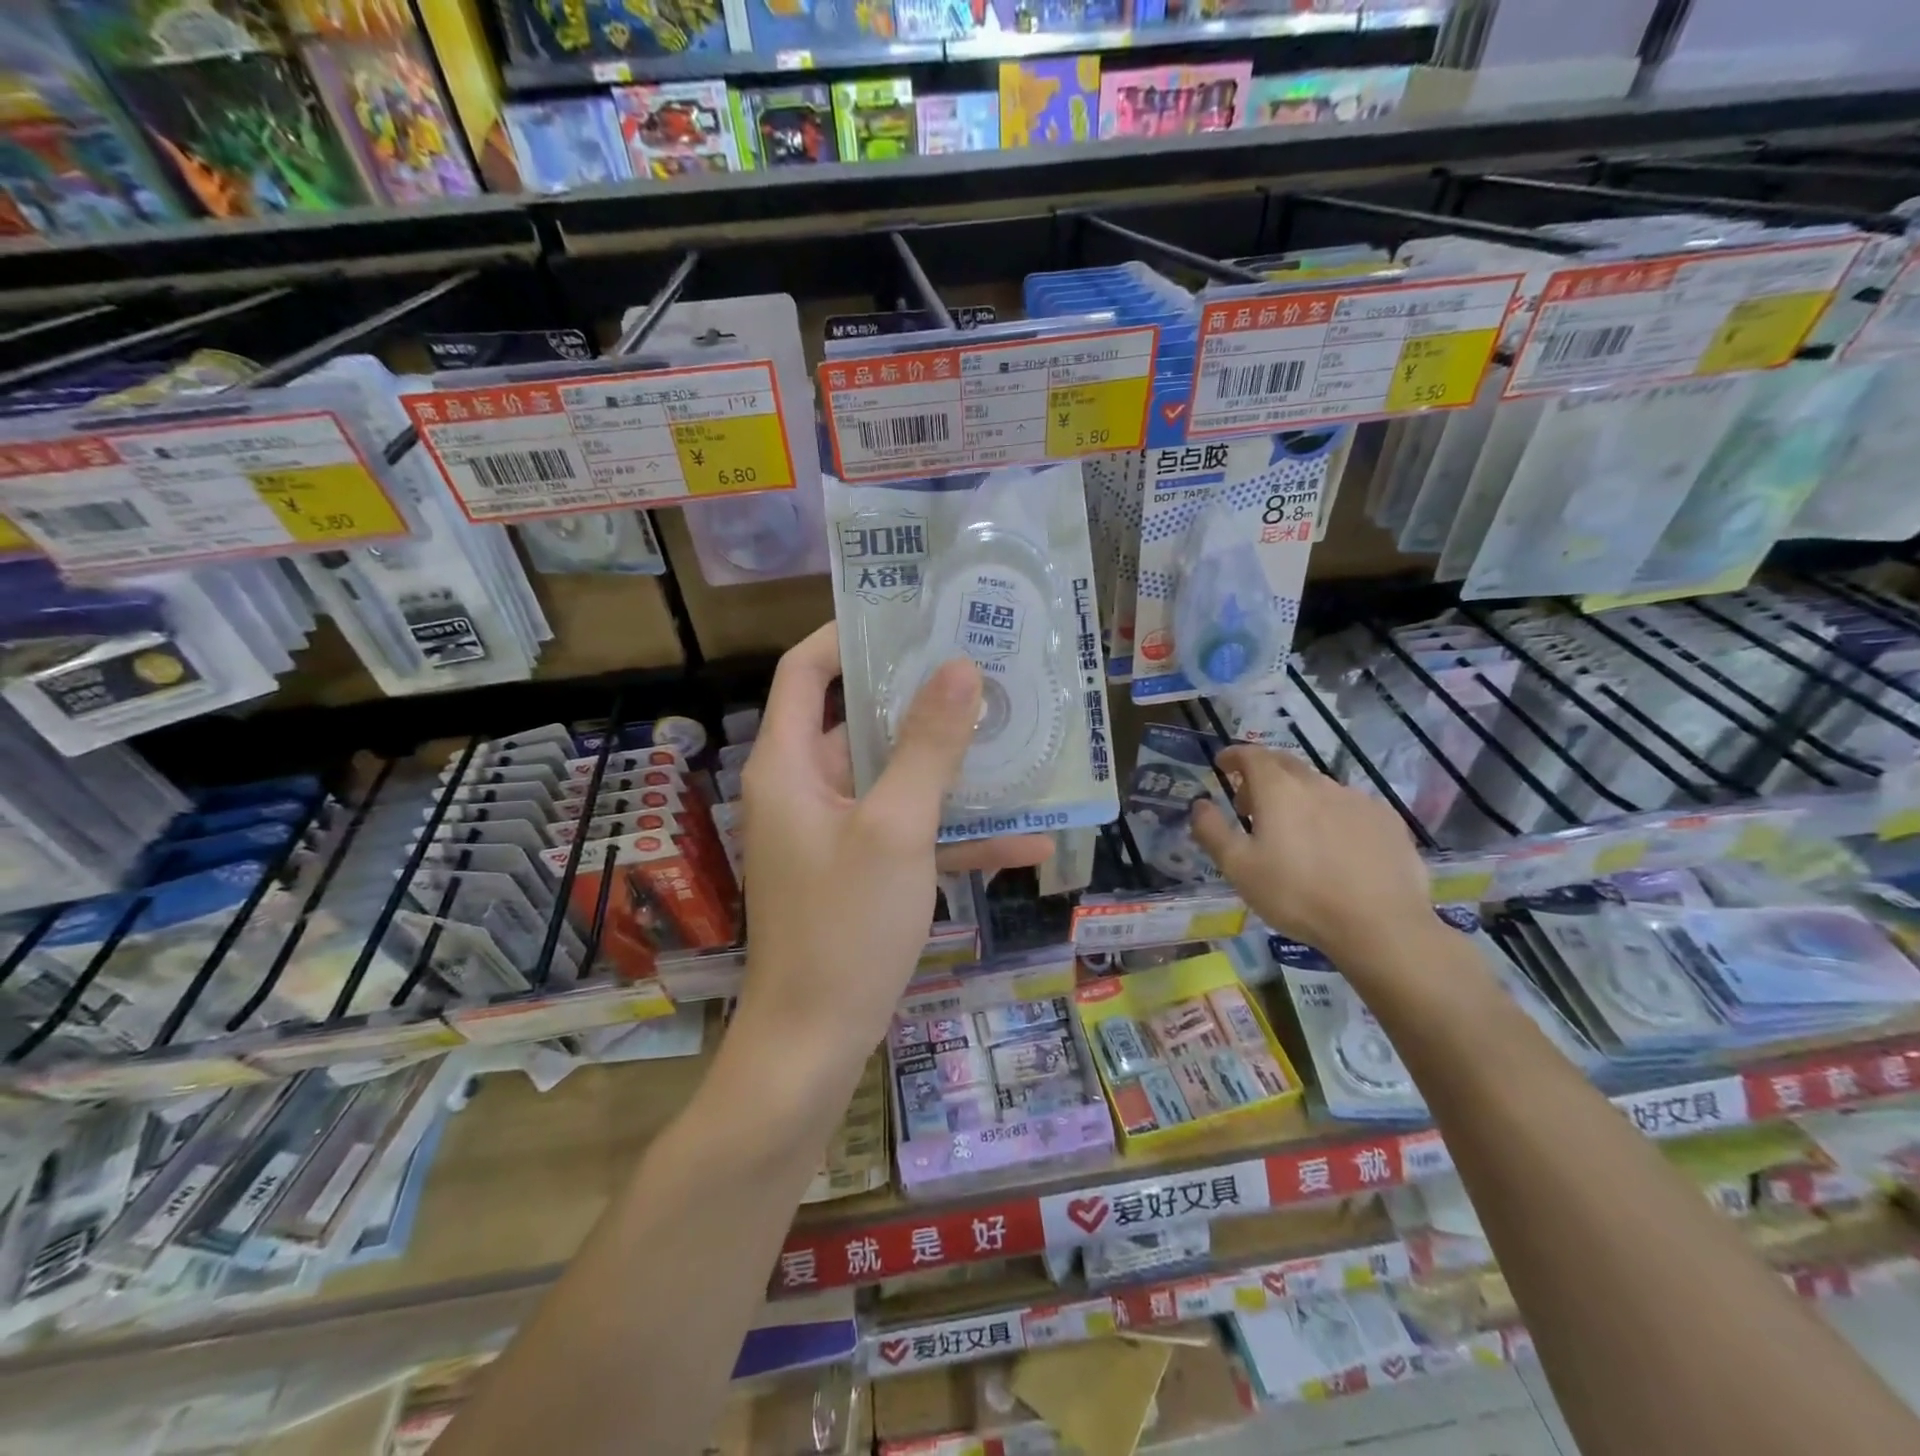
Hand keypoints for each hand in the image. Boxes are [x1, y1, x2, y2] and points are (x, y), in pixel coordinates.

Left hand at [736, 625, 1051, 1066]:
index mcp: (791, 765)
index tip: (909, 617)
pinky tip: (1029, 842)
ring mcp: (837, 832)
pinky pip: (912, 835)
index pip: (806, 672)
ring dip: (954, 770)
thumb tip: (959, 668)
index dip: (847, 635)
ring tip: (1021, 741)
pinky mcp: (864, 871)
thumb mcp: (895, 828)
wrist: (815, 1043)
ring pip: (898, 780)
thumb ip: (928, 747)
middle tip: (987, 670)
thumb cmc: (845, 925)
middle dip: (925, 701)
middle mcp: (808, 789)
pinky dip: (958, 835)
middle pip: (863, 722)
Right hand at [1190, 745, 1432, 968]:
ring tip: (1292, 831)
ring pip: (1318, 786)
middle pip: (1285, 764)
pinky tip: (1334, 846)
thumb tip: (1200, 804)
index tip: (1222, 764)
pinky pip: (1349, 806)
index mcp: (1279, 789)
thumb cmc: (1297, 894)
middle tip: (1250, 803)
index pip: (1252, 755)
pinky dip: (1331, 814)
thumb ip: (1212, 831)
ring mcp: (1357, 800)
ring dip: (1298, 797)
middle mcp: (1318, 784)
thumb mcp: (1238, 868)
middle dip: (1262, 775)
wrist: (1380, 925)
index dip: (1234, 756)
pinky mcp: (1387, 820)